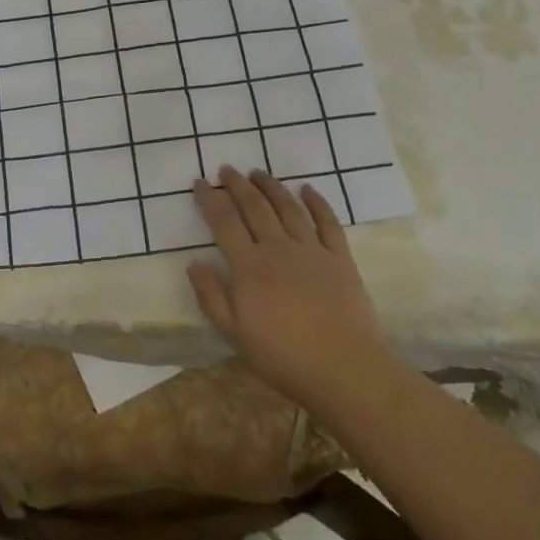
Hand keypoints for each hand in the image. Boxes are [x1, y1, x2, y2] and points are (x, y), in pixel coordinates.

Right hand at [188, 167, 385, 410]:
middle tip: (227, 169)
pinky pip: (327, 222)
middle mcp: (278, 249)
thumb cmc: (283, 357)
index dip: (210, 200)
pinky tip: (307, 189)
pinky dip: (317, 202)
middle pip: (254, 207)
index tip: (199, 183)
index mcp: (249, 267)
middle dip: (238, 185)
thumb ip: (212, 297)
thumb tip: (194, 263)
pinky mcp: (340, 258)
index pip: (224, 222)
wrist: (345, 369)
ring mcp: (311, 250)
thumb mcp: (235, 334)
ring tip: (259, 172)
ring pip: (288, 207)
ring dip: (271, 186)